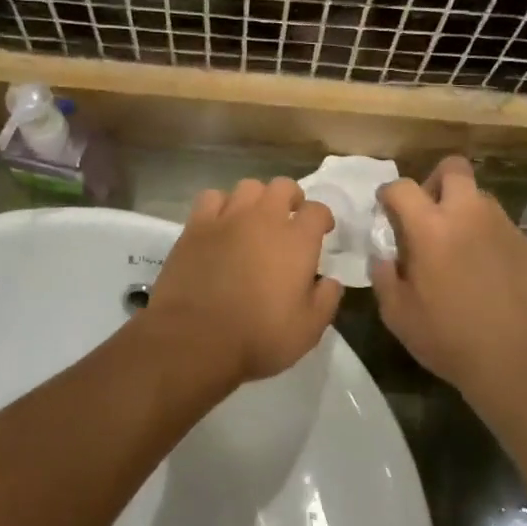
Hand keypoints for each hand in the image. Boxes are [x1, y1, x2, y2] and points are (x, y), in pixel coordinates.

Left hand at [143, 177, 342, 393]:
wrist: (195, 339)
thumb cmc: (258, 337)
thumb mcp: (308, 329)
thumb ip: (326, 300)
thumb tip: (331, 281)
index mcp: (297, 240)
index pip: (317, 210)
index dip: (322, 218)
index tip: (322, 231)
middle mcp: (264, 219)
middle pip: (282, 186)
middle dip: (291, 198)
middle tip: (289, 219)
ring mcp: (227, 218)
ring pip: (248, 186)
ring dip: (257, 199)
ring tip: (254, 219)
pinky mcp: (196, 226)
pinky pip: (212, 197)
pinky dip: (221, 205)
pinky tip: (221, 223)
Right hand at [370, 156, 526, 400]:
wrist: (518, 363)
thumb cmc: (449, 339)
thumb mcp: (398, 315)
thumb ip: (384, 276)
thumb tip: (384, 256)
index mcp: (431, 227)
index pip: (403, 187)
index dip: (389, 194)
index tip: (387, 209)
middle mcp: (470, 215)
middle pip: (453, 168)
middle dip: (436, 181)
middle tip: (430, 215)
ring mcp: (507, 227)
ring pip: (482, 199)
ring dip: (466, 213)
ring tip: (462, 249)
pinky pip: (506, 231)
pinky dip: (493, 242)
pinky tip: (492, 275)